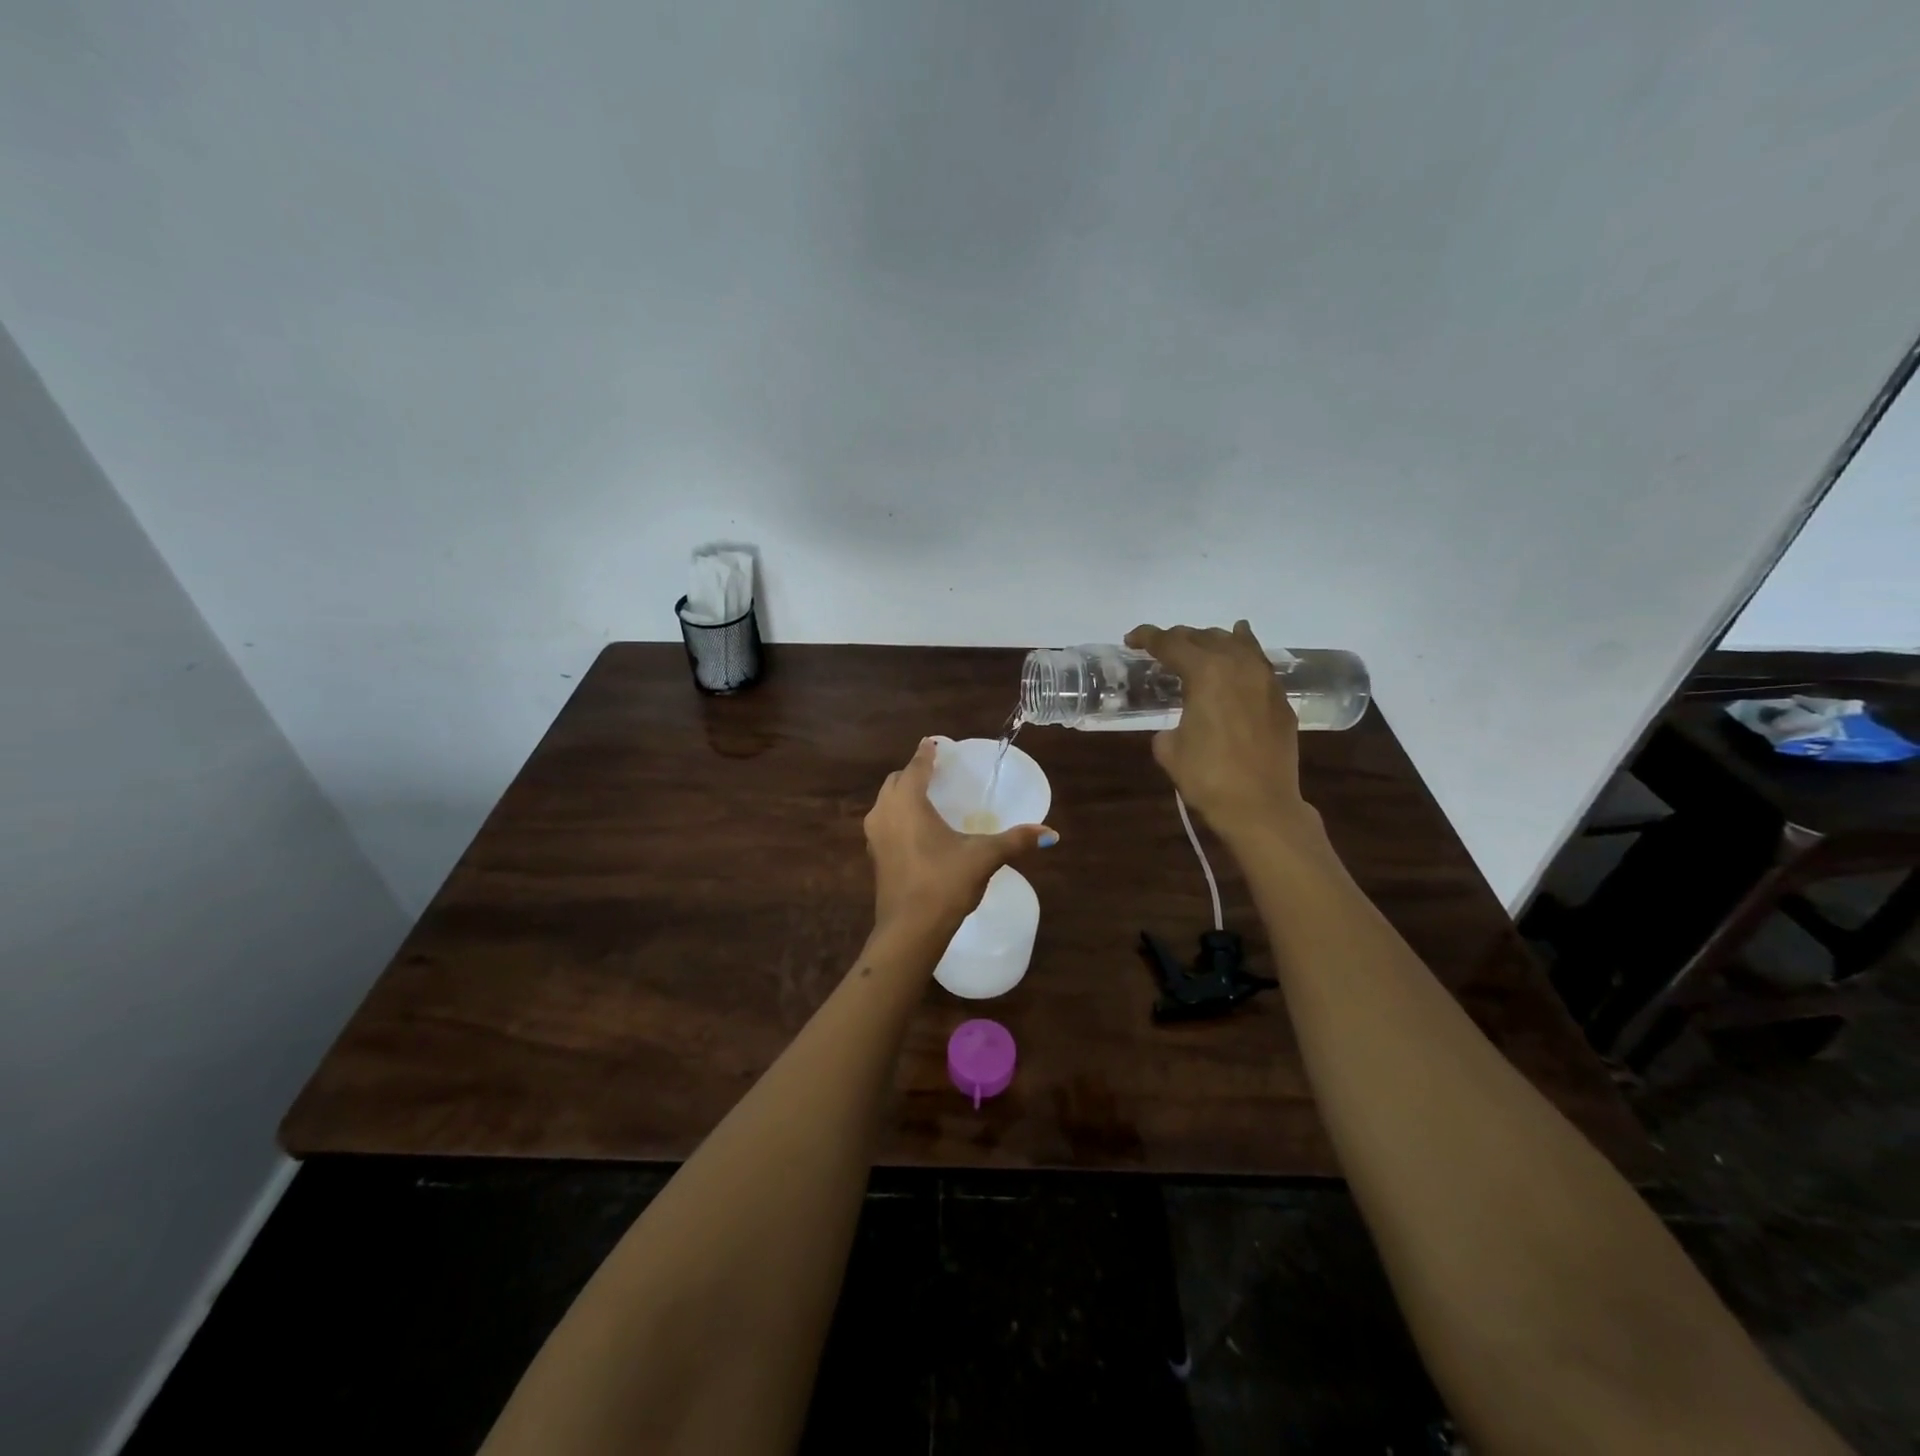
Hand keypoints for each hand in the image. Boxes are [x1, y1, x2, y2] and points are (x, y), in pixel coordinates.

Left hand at [864, 739, 1056, 934]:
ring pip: (886, 803)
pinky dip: (898, 817)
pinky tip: (918, 830)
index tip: (934, 743)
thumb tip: (1051, 833)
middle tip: (935, 773)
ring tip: (927, 798)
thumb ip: (1015, 841)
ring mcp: (874, 836)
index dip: (927, 753)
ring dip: (902, 796)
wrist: (910, 930)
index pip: (916, 767)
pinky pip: (885, 824)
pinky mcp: (874, 857)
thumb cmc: (944, 883)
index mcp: (907, 803)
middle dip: (913, 773)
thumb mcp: (983, 857)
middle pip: (896, 782)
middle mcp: (884, 812)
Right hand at [1125, 620, 1319, 846]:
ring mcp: (1264, 680)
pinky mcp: (1280, 699)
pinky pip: (1258, 662)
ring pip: (1236, 643)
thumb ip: (1169, 725)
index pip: (1171, 643)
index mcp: (1205, 673)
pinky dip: (1243, 652)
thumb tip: (1179, 726)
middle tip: (1159, 648)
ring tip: (1197, 646)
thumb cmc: (1208, 778)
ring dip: (1211, 641)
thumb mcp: (1169, 749)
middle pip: (1203, 637)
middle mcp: (1237, 665)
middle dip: (1178, 638)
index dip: (1147, 637)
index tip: (1131, 640)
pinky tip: (1239, 648)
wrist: (1261, 806)